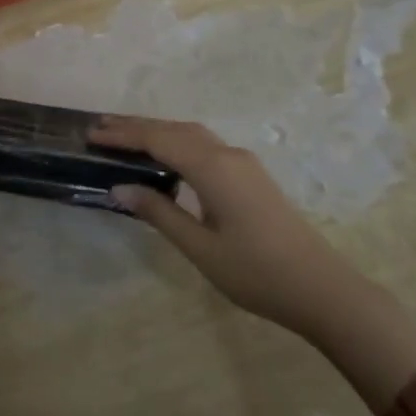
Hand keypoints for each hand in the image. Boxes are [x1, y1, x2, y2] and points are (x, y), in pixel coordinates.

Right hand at [94, 115, 415, 414]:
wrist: (323, 289)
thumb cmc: (257, 273)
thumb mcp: (200, 247)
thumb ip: (158, 213)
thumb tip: (120, 187)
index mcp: (213, 168)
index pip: (158, 139)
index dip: (123, 135)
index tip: (91, 135)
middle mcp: (228, 155)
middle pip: (175, 129)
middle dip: (137, 126)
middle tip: (100, 128)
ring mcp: (244, 164)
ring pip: (192, 134)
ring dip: (158, 131)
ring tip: (125, 137)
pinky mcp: (251, 176)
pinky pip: (205, 146)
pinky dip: (177, 142)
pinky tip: (166, 156)